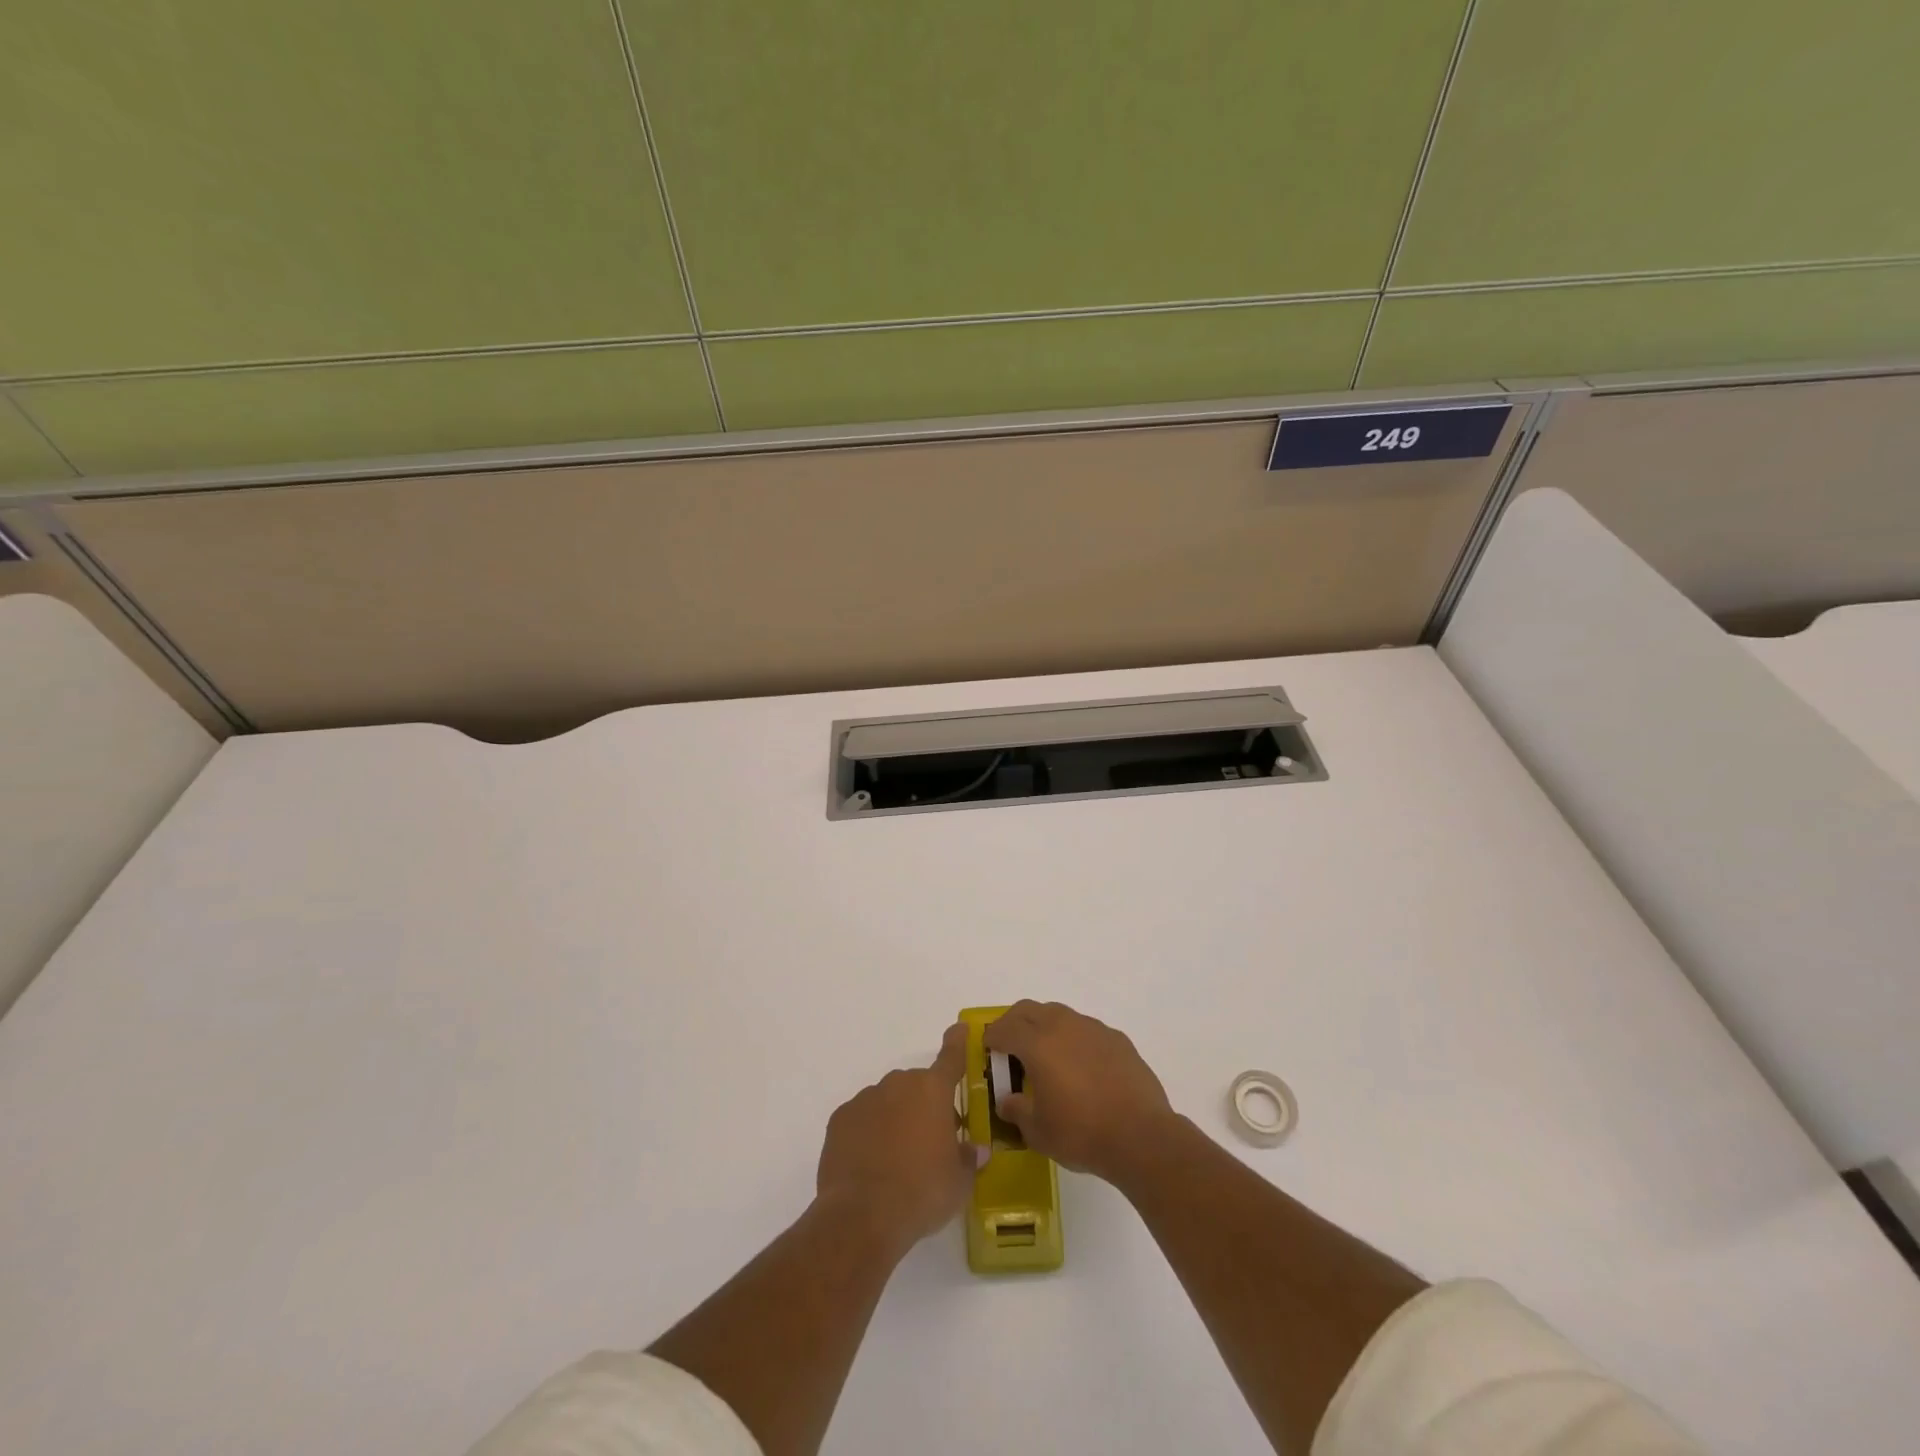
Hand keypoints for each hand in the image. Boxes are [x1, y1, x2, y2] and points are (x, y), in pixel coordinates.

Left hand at [816, 1023, 979, 1254]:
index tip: (959, 1028)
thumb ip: (968, 1159)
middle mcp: (899, 1085)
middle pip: (917, 1086)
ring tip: (897, 1160)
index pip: (950, 1058)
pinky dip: (868, 1132)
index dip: (957, 1043)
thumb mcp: (959, 1182)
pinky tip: (870, 1164)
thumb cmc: (922, 1192)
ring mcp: (866, 1099)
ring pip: (887, 1101)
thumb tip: (975, 1149)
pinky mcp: (840, 1119)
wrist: (862, 1215)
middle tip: (930, 1141)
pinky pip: (862, 1118)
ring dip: (895, 1118)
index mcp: (933, 1091)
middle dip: (924, 1105)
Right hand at [983, 1000, 1175, 1183]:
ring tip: (1046, 1054)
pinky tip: (1080, 1066)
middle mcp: (1063, 1026)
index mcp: (1037, 1044)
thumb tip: (1007, 1101)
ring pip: (1059, 1014)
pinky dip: (1074, 1039)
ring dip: (1045, 1026)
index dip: (992, 1036)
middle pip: (1029, 1009)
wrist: (1141, 1136)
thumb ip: (1017, 1111)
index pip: (1004, 1029)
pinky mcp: (1117, 1039)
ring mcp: (1093, 1029)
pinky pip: (1086, 1029)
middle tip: (1009, 1044)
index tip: (987, 1047)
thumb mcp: (1038, 1131)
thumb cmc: (1081, 1133)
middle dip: (1014, 1022)